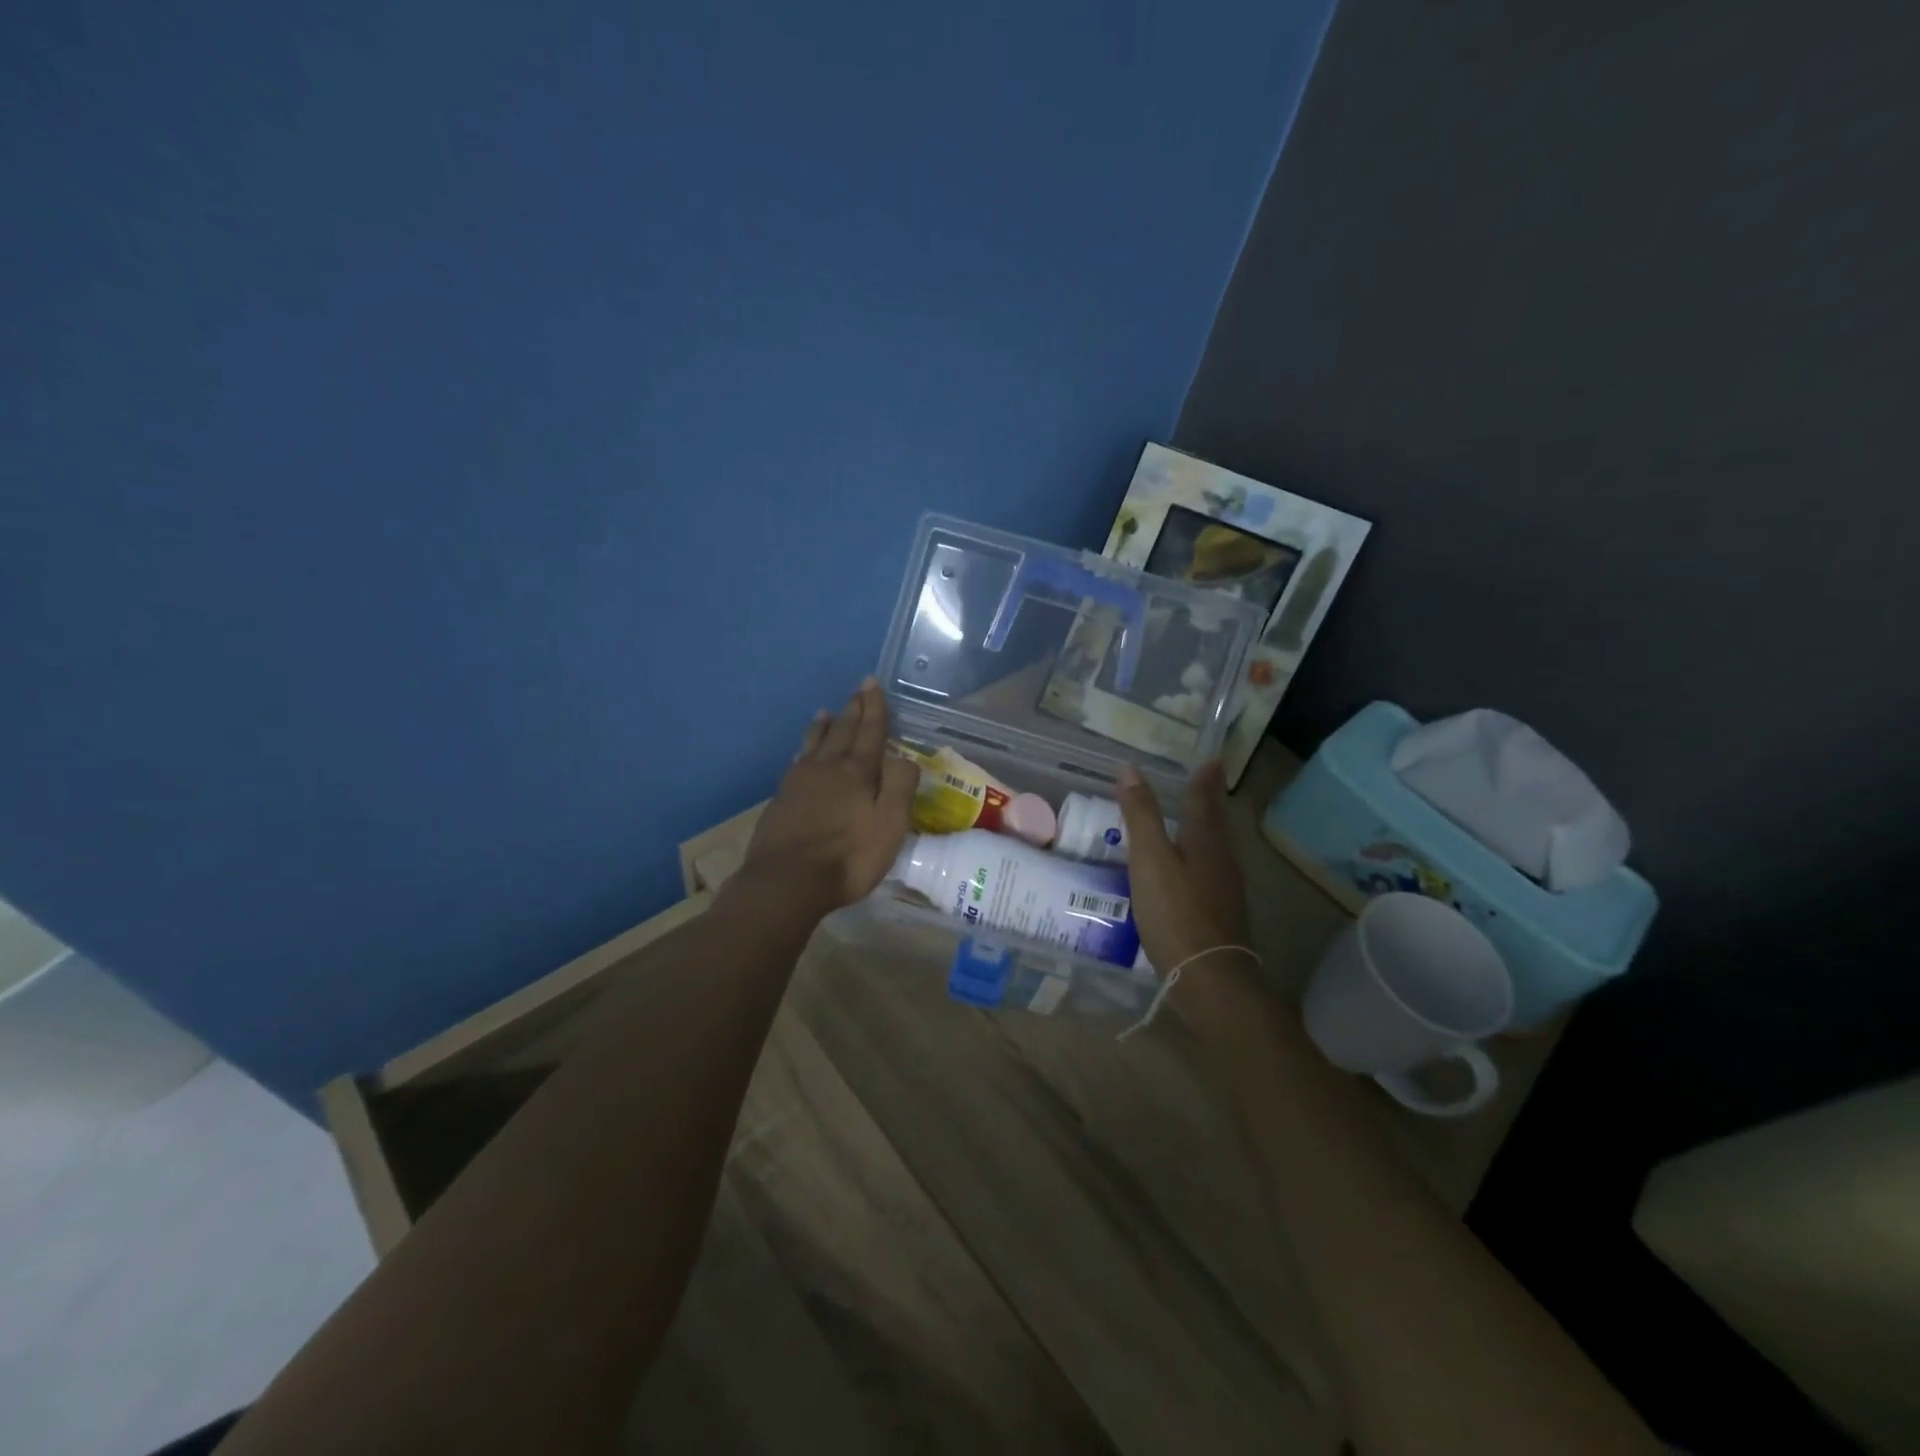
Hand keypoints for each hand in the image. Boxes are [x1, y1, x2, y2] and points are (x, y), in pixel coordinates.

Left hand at [733, 679, 918, 919]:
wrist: (786, 881)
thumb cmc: (848, 856)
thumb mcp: (889, 825)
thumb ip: (900, 787)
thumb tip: (904, 757)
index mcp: (857, 771)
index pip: (870, 731)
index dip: (874, 707)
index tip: (871, 682)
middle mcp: (827, 767)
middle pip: (842, 731)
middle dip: (853, 710)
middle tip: (857, 690)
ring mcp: (799, 781)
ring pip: (814, 743)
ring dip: (824, 726)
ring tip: (826, 712)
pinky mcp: (781, 799)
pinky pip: (798, 761)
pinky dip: (805, 749)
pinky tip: (802, 753)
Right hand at [1116, 761, 1257, 1009]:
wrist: (1209, 978)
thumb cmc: (1176, 913)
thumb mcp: (1150, 860)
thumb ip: (1141, 815)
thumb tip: (1130, 769)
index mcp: (1206, 841)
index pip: (1205, 798)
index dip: (1206, 777)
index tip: (1213, 757)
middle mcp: (1222, 860)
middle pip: (1215, 822)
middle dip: (1208, 800)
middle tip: (1201, 780)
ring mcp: (1224, 889)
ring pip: (1214, 848)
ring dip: (1203, 828)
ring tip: (1188, 819)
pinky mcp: (1219, 913)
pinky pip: (1208, 872)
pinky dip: (1196, 858)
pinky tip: (1183, 870)